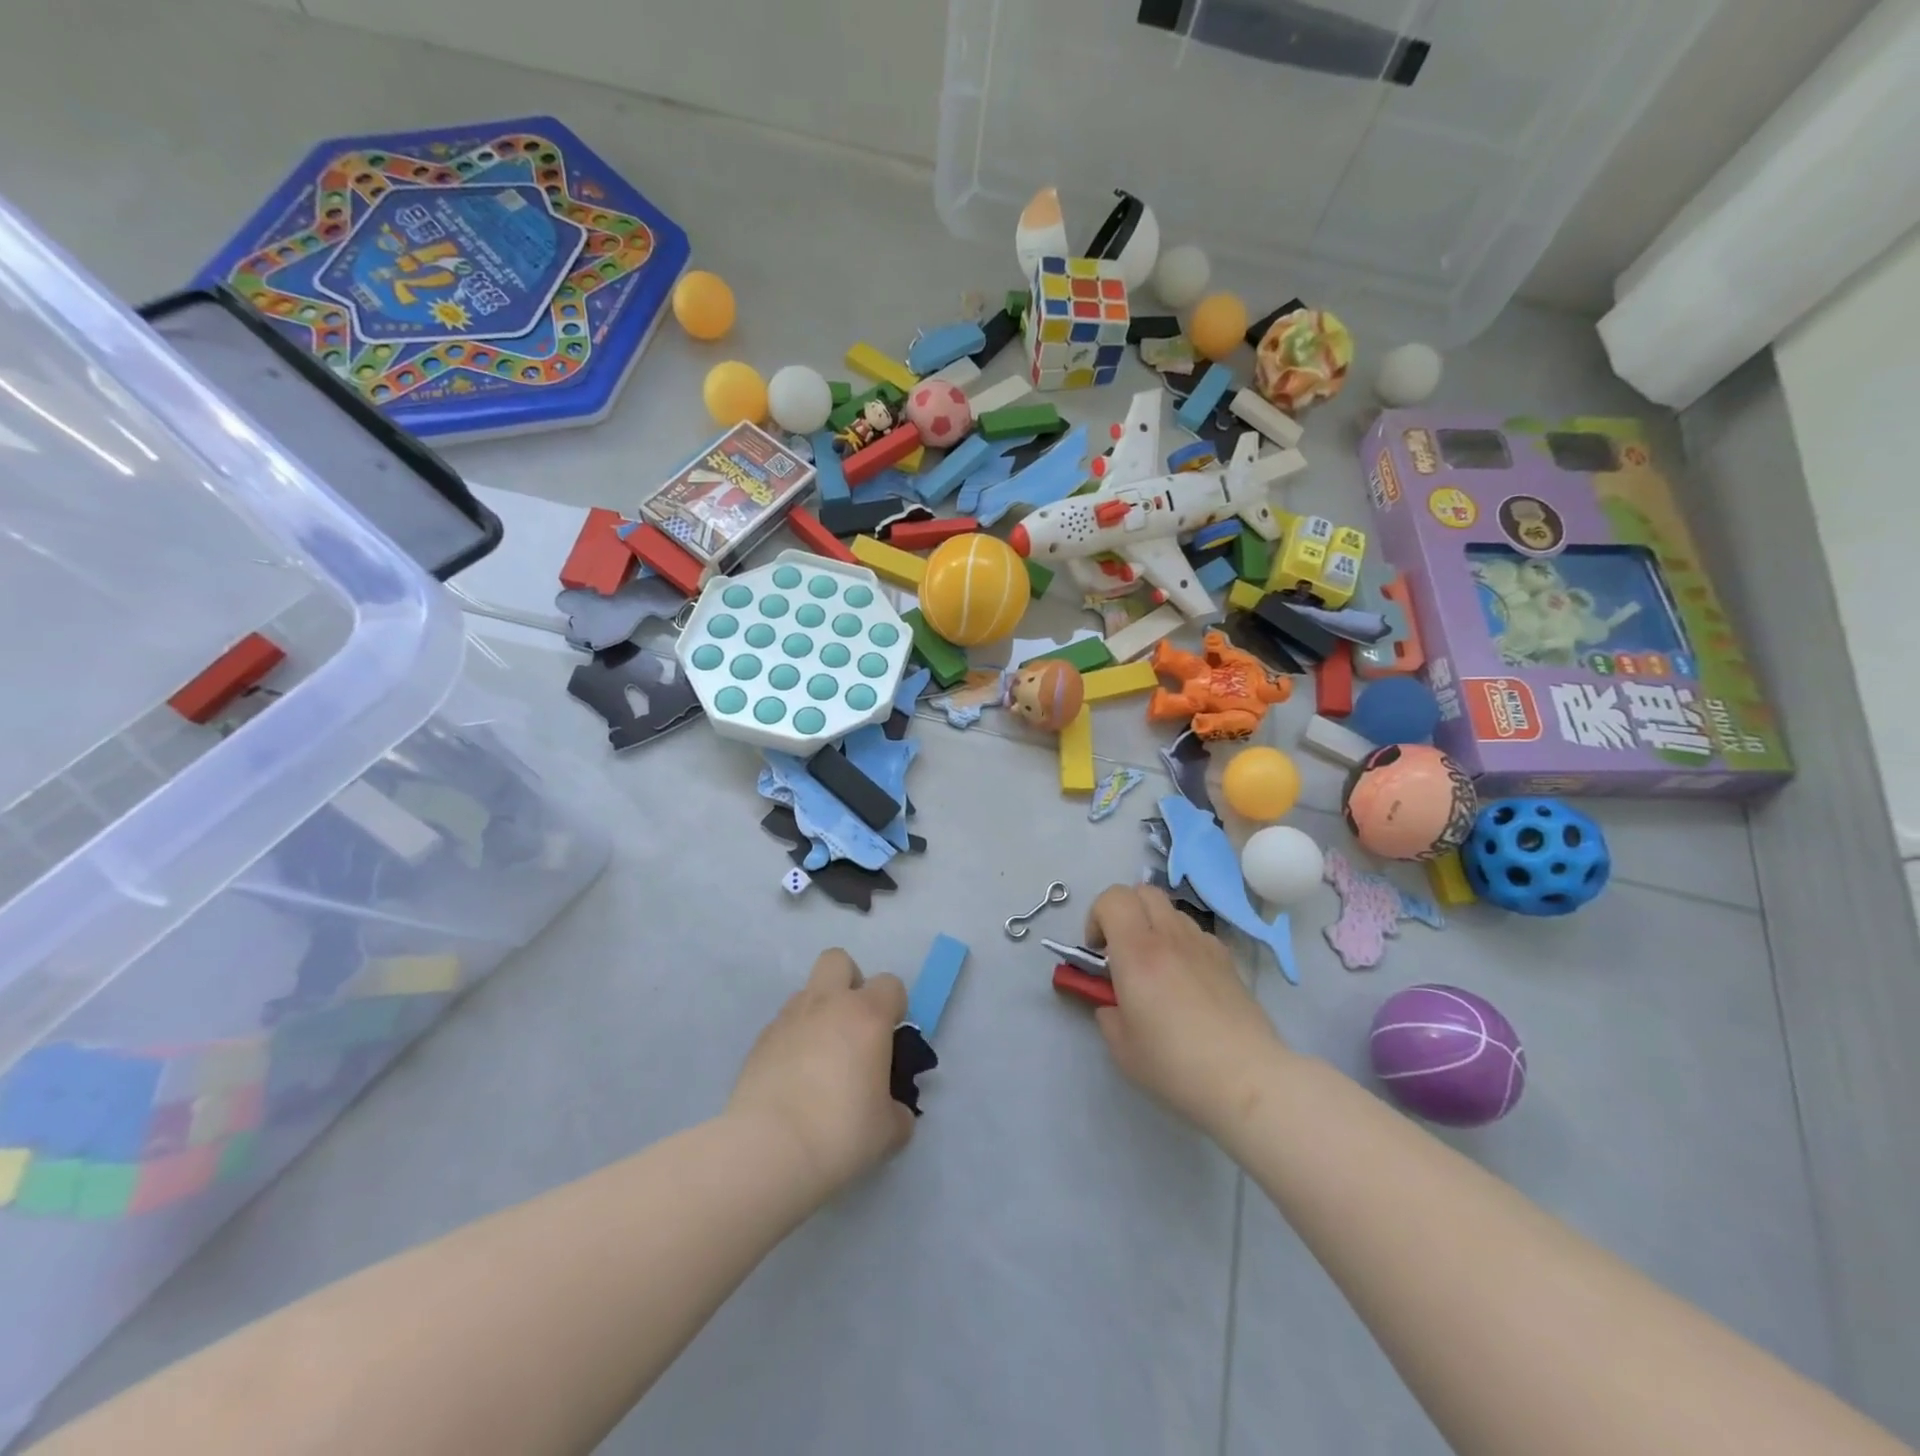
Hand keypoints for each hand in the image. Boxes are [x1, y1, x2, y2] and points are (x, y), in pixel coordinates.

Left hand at [728, 949, 916, 1199]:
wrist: (767, 1150)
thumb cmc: (840, 1132)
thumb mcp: (888, 1130)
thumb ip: (897, 1110)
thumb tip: (893, 1110)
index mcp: (867, 1015)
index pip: (890, 984)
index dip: (894, 1007)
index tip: (890, 1040)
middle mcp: (827, 1004)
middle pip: (838, 960)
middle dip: (849, 983)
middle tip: (853, 1027)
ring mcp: (788, 1018)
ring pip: (807, 992)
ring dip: (819, 1013)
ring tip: (820, 1060)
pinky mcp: (759, 1041)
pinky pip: (783, 1025)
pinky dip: (793, 1040)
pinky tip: (793, 1079)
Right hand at [1086, 883, 1289, 1130]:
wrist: (1247, 1079)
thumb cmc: (1176, 1064)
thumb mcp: (1122, 1048)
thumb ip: (1108, 1014)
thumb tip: (1113, 1004)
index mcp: (1137, 952)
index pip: (1113, 899)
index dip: (1096, 916)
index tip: (1097, 952)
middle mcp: (1170, 937)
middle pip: (1143, 891)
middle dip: (1125, 912)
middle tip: (1121, 951)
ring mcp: (1204, 944)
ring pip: (1171, 910)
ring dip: (1154, 926)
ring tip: (1155, 967)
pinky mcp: (1228, 960)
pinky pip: (1196, 933)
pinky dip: (1182, 943)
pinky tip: (1186, 981)